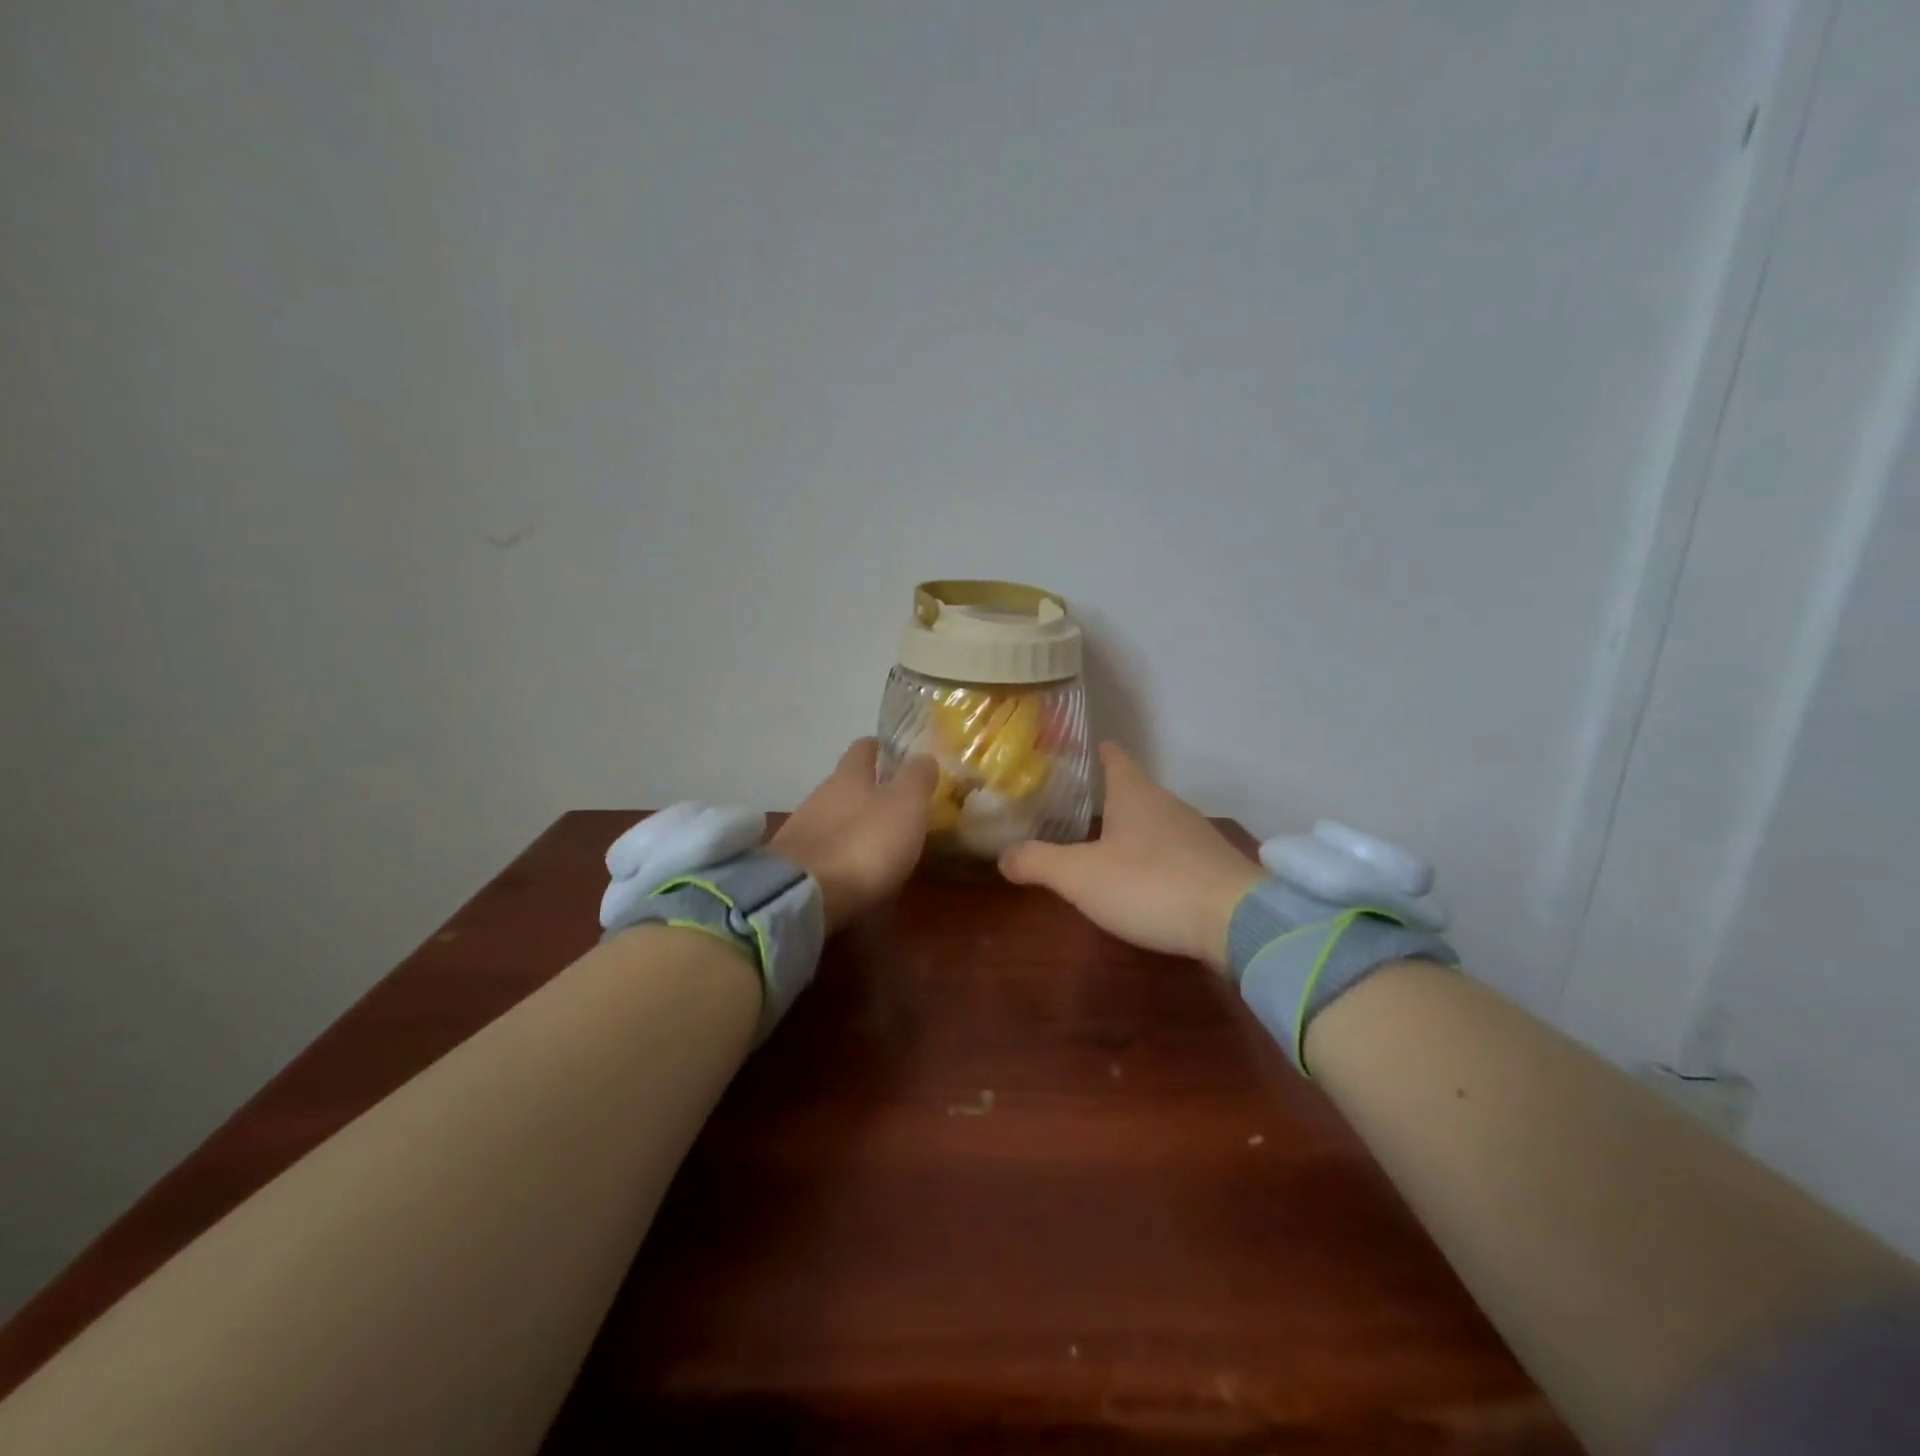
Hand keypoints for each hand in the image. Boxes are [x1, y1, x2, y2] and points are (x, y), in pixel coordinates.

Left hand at [769, 739, 939, 933]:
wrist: (803, 896)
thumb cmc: (863, 843)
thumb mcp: (905, 805)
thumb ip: (917, 778)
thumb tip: (924, 756)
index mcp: (849, 777)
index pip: (863, 748)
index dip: (879, 747)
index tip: (893, 752)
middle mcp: (820, 796)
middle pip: (845, 784)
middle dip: (867, 790)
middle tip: (895, 802)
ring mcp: (802, 831)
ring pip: (832, 817)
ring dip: (852, 824)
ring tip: (876, 841)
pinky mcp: (794, 865)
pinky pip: (823, 850)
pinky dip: (839, 854)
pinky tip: (852, 869)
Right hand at [998, 743, 1264, 970]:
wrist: (1237, 922)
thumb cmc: (1150, 884)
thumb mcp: (1080, 876)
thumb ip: (1038, 862)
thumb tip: (1003, 856)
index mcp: (1135, 794)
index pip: (1114, 757)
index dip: (1095, 751)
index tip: (1077, 750)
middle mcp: (1167, 804)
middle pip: (1134, 789)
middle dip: (1108, 795)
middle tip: (1075, 805)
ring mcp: (1195, 834)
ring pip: (1155, 821)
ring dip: (1131, 828)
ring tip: (1103, 843)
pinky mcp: (1213, 866)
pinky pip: (1174, 850)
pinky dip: (1154, 856)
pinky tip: (1143, 879)